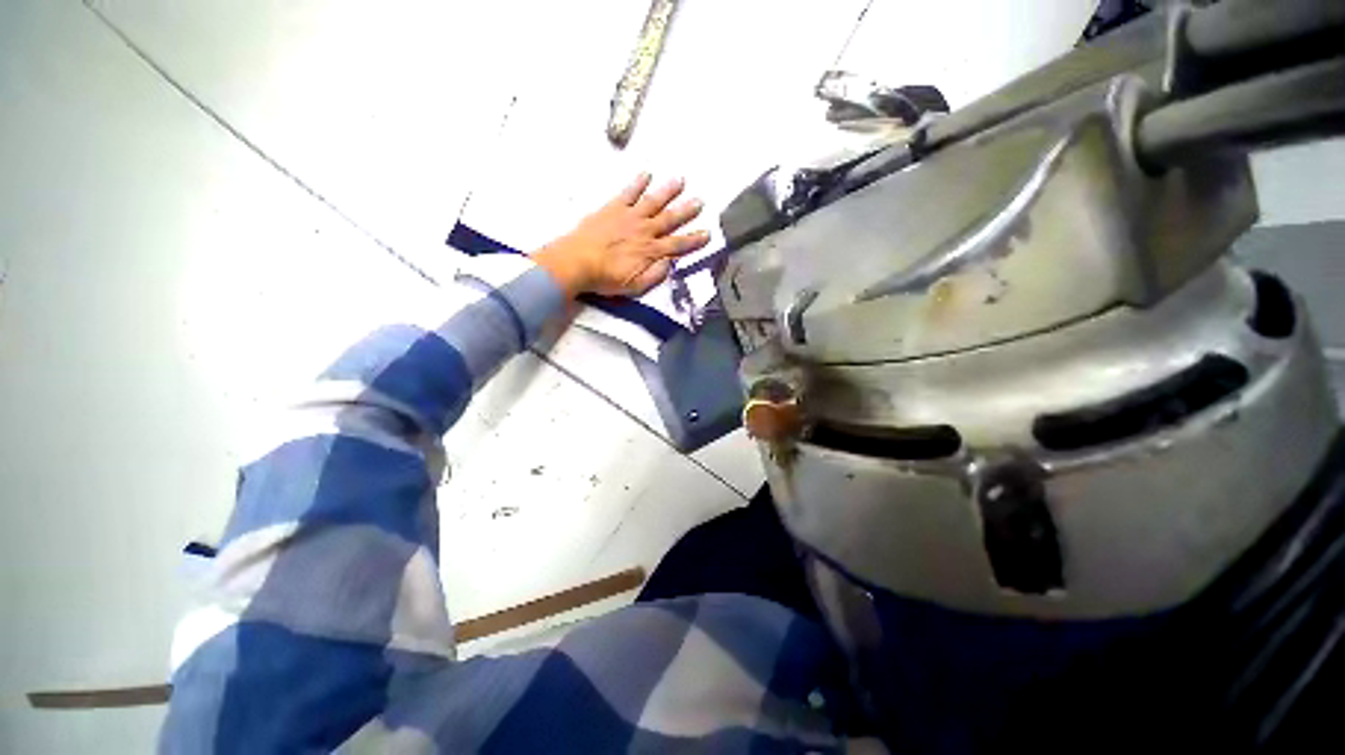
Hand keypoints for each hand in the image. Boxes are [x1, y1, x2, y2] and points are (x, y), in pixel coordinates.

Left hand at [532, 174, 711, 297]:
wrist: (577, 262)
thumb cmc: (606, 278)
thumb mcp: (635, 286)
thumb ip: (655, 275)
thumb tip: (669, 263)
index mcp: (650, 252)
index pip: (677, 245)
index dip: (693, 240)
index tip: (707, 233)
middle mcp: (644, 231)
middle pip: (669, 219)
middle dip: (686, 211)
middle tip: (699, 201)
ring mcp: (629, 217)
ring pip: (653, 201)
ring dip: (668, 191)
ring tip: (680, 180)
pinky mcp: (613, 208)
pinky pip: (628, 192)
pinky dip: (638, 182)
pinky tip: (647, 174)